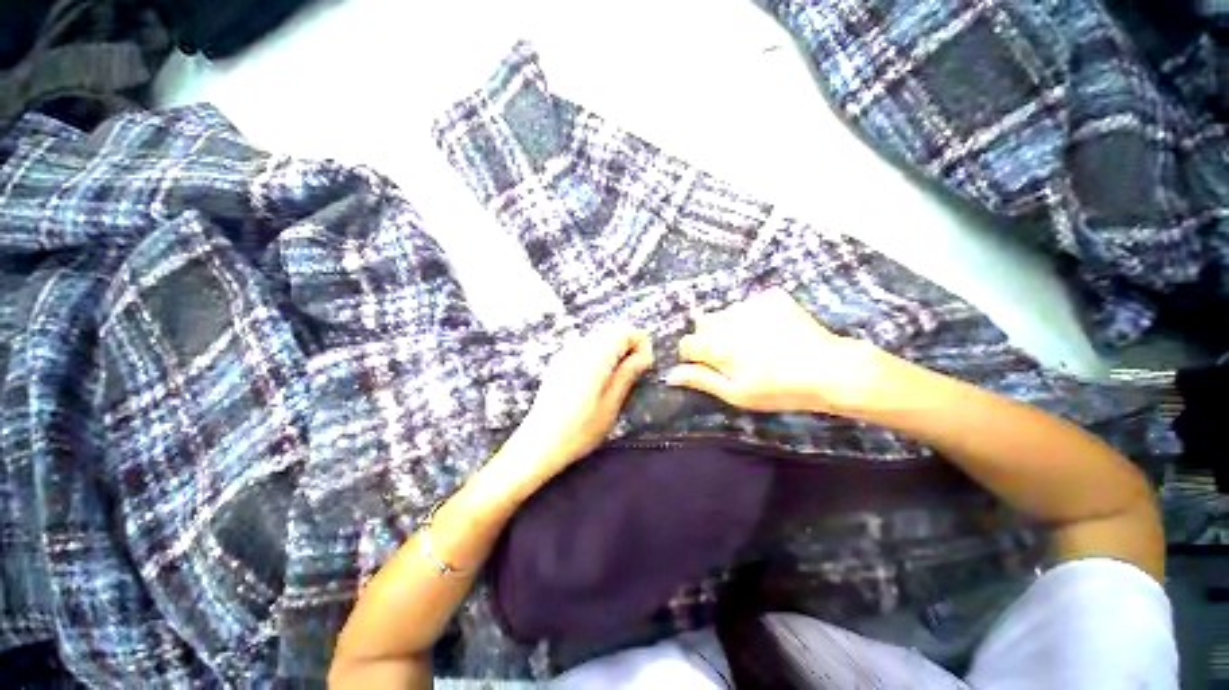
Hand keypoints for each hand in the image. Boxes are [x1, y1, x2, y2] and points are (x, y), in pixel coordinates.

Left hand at [504, 325, 653, 483]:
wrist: (539, 443)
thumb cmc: (580, 428)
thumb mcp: (612, 403)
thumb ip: (628, 373)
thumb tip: (644, 356)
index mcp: (596, 354)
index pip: (626, 331)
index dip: (641, 345)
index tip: (644, 368)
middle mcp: (580, 346)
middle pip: (612, 332)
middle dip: (628, 348)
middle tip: (633, 377)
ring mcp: (567, 353)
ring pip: (599, 340)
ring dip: (614, 354)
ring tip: (615, 382)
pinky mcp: (559, 363)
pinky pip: (586, 349)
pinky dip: (599, 358)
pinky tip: (596, 384)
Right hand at [666, 287, 913, 416]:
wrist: (829, 369)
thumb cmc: (778, 389)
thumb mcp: (736, 393)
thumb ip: (701, 379)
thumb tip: (670, 374)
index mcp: (717, 345)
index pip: (688, 344)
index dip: (696, 357)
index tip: (712, 367)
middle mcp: (727, 319)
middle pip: (704, 325)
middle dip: (711, 339)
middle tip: (735, 356)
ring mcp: (750, 304)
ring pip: (726, 313)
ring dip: (732, 326)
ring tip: (757, 344)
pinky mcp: (771, 296)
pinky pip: (750, 304)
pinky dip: (754, 316)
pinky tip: (773, 331)